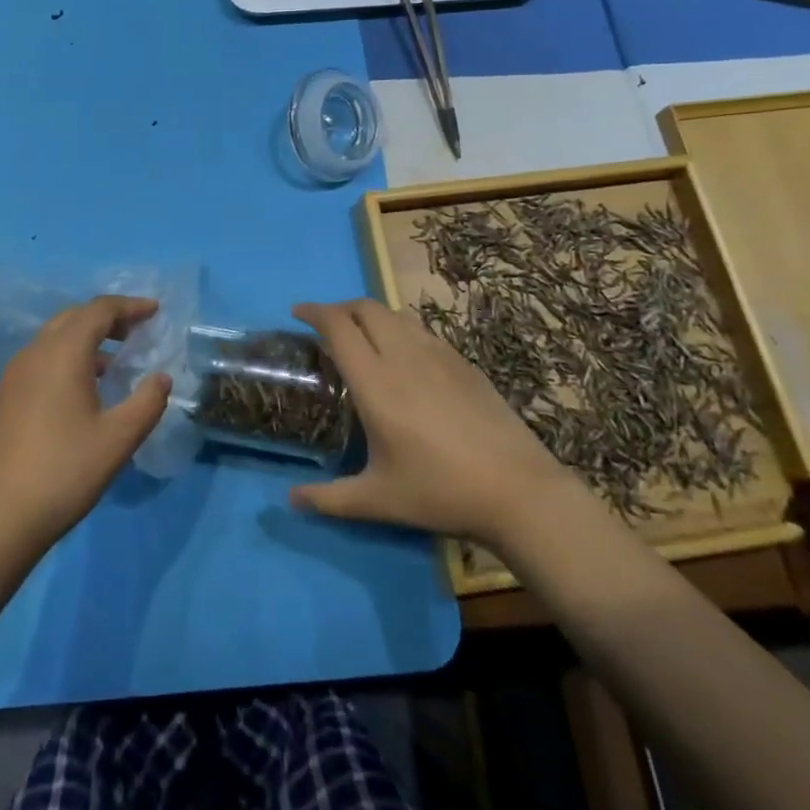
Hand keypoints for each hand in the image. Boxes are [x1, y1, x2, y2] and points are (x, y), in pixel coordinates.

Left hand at [0, 295, 171, 556]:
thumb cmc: (63, 472)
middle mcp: (34, 353)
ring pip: (54, 338)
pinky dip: (66, 358)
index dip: (129, 306)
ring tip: (113, 362)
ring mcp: (13, 375)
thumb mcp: (118, 439)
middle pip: (73, 317)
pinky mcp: (2, 397)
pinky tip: (79, 391)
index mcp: (63, 352)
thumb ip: (147, 402)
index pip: (99, 310)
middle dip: (107, 318)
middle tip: (136, 332)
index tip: (154, 311)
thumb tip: (161, 378)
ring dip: (85, 338)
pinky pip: (40, 360)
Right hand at [288, 298, 562, 542]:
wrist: (518, 490)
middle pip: (365, 308)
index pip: (337, 326)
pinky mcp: (463, 362)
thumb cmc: (440, 492)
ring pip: (395, 314)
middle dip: (339, 308)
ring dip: (370, 315)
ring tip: (361, 336)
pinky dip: (400, 330)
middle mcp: (402, 356)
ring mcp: (437, 354)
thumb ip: (329, 498)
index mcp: (375, 382)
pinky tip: (404, 357)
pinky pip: (422, 331)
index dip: (313, 312)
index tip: (297, 314)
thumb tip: (291, 500)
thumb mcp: (378, 500)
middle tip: (325, 326)